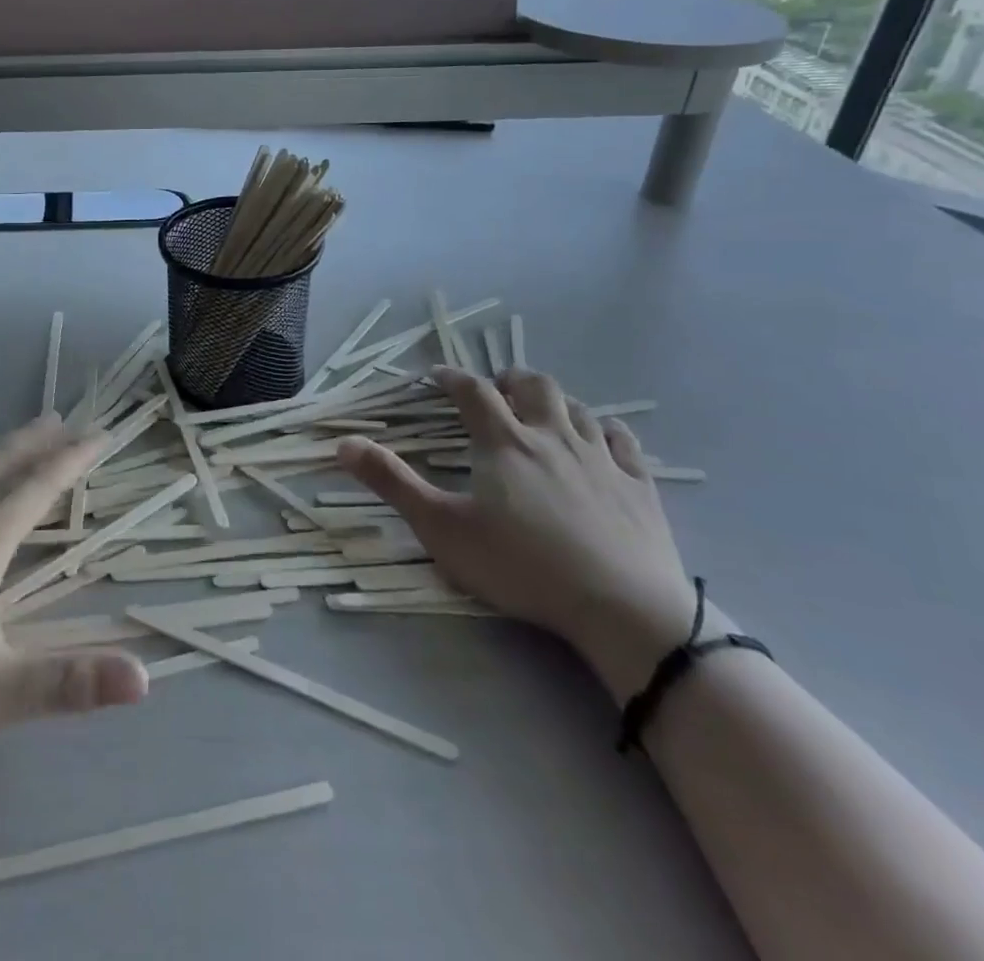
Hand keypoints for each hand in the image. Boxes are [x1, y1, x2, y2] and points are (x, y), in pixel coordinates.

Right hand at [336, 366, 695, 699]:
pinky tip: (602, 438)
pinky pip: (623, 441)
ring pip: (578, 407)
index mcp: (504, 442)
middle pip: (533, 386)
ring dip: (555, 401)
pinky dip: (607, 430)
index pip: (472, 392)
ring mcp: (601, 458)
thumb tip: (343, 444)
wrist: (622, 607)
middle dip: (510, 379)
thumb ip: (392, 483)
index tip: (437, 376)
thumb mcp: (441, 528)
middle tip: (497, 388)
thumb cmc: (522, 565)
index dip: (451, 377)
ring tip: (542, 411)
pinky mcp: (639, 484)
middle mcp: (552, 436)